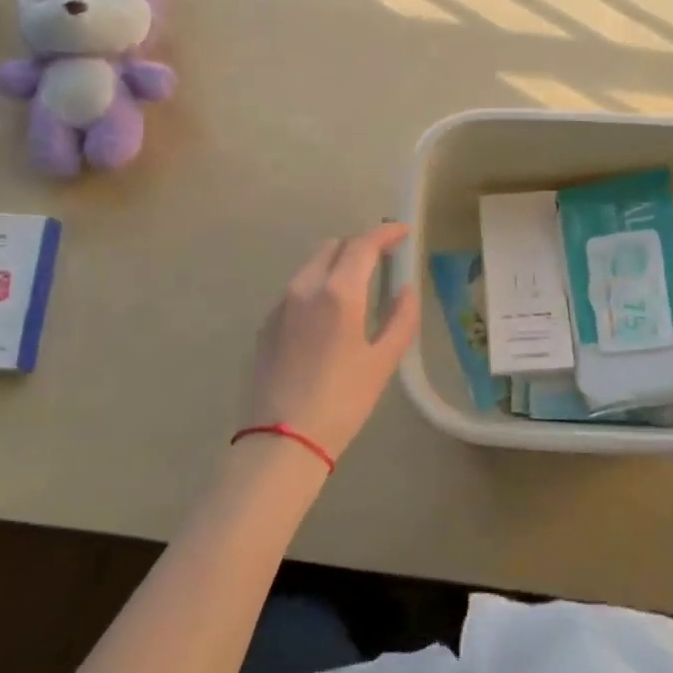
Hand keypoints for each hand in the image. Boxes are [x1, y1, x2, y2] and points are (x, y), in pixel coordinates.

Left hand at [249, 223, 418, 463]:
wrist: (283, 440)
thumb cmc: (343, 400)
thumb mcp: (383, 361)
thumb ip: (400, 318)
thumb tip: (405, 289)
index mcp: (338, 292)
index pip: (363, 244)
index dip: (385, 233)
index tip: (402, 232)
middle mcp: (305, 287)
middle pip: (334, 246)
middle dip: (360, 245)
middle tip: (383, 259)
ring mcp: (281, 304)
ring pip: (312, 265)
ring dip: (337, 263)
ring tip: (358, 284)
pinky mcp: (267, 324)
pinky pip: (297, 289)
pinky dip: (318, 284)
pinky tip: (330, 313)